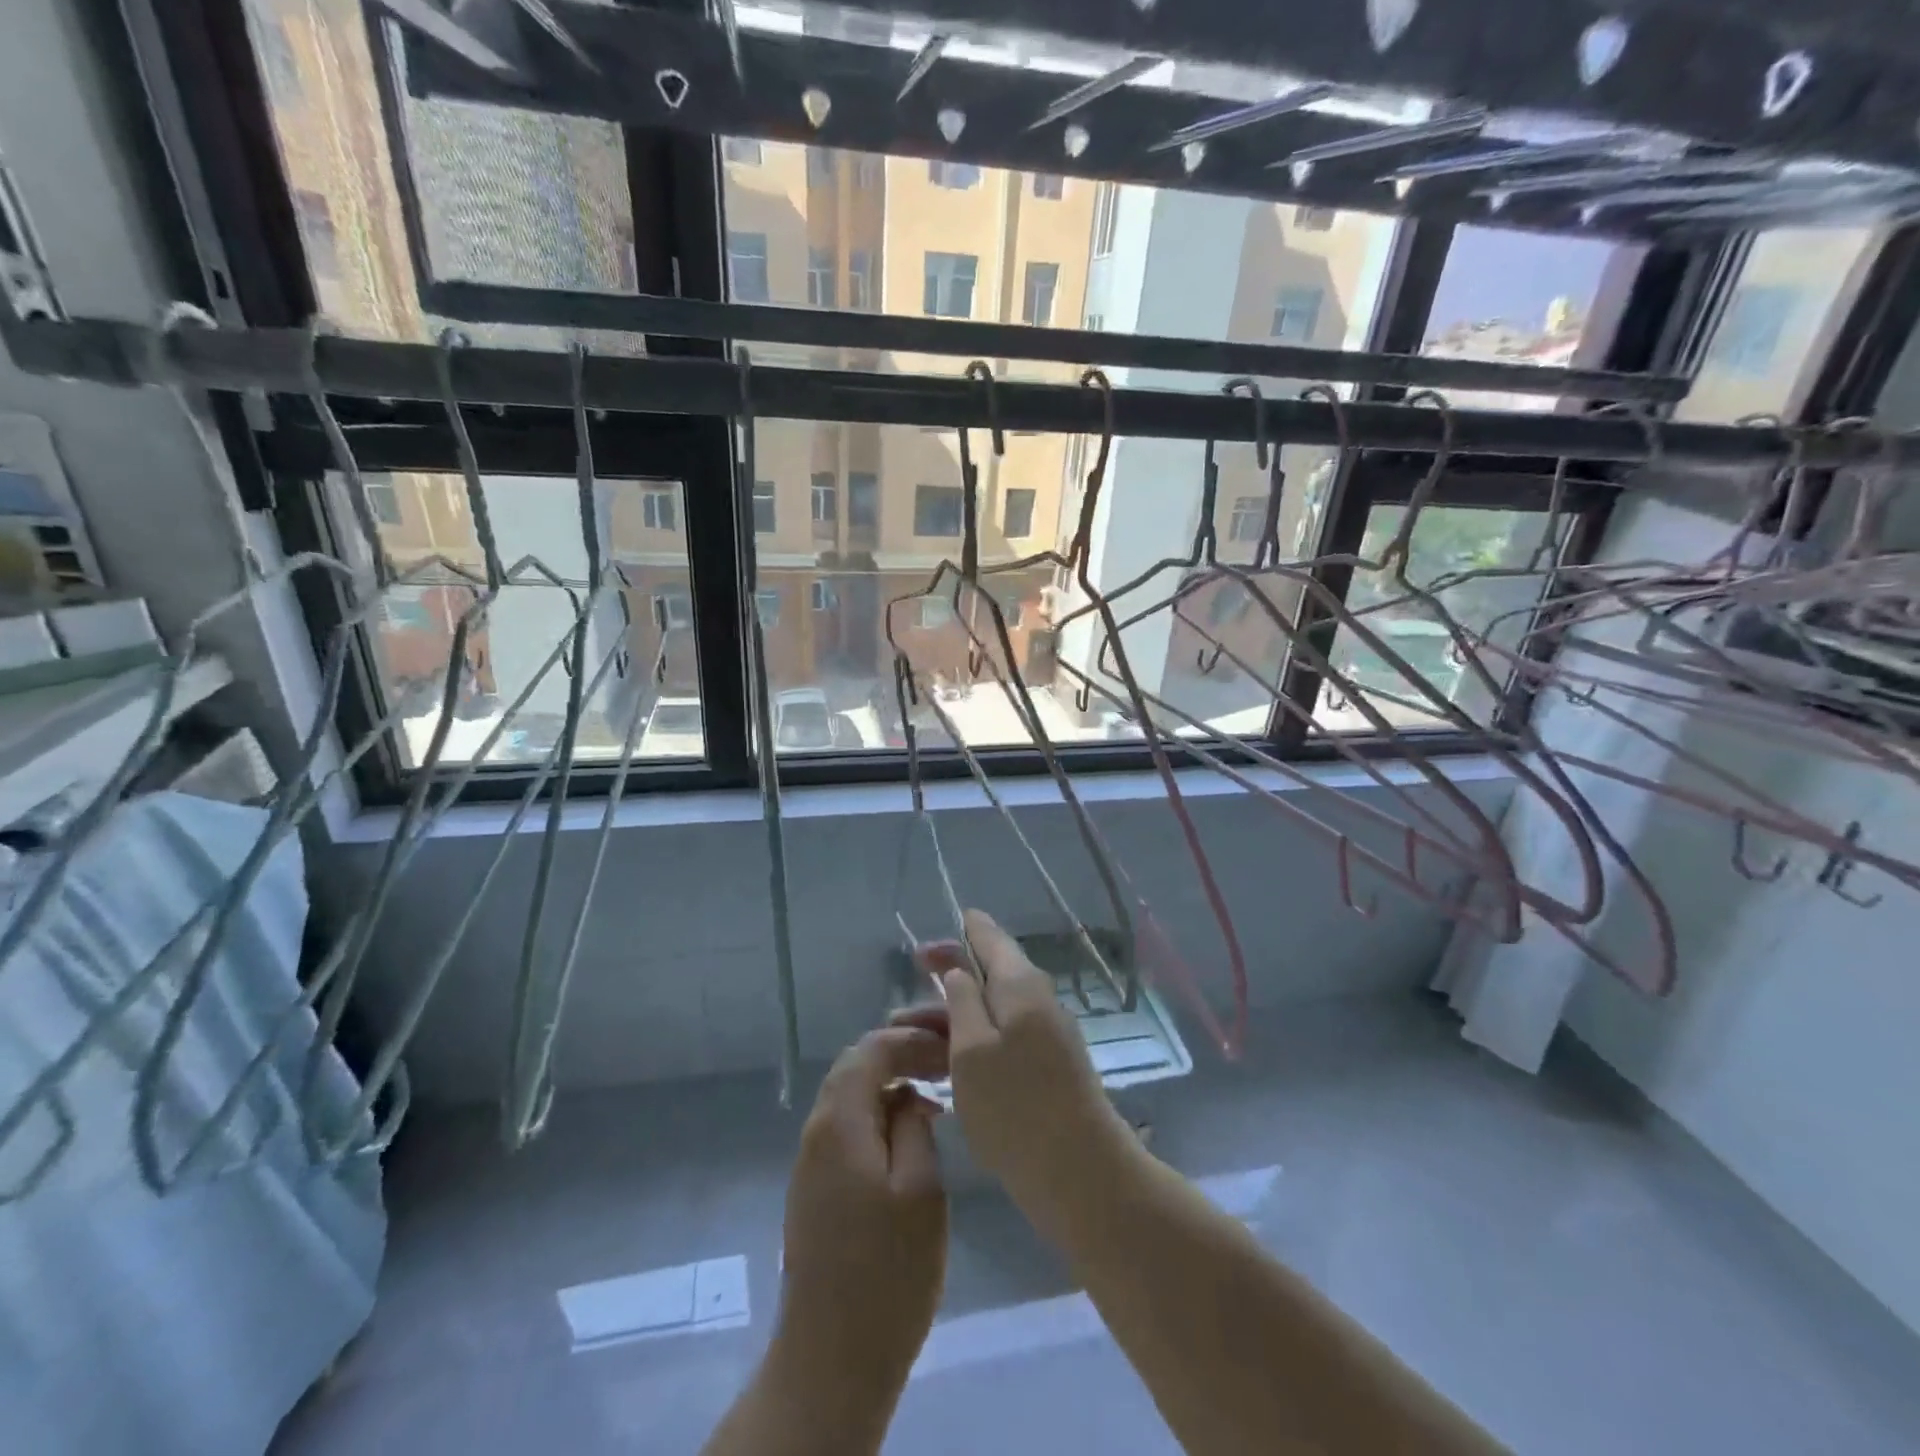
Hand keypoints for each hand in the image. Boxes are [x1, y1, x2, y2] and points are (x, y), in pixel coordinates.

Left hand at [773, 1020, 949, 1408]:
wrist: (832, 1359)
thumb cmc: (887, 1272)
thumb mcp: (920, 1189)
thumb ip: (914, 1126)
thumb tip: (908, 1098)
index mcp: (838, 1122)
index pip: (871, 1050)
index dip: (911, 1039)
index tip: (949, 1046)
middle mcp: (816, 1132)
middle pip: (855, 1068)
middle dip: (900, 1055)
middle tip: (944, 1063)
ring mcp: (811, 1163)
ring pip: (850, 1098)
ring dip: (889, 1085)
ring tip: (934, 1094)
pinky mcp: (816, 1191)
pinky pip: (848, 1129)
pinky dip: (879, 1115)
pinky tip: (910, 1136)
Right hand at [919, 910, 1131, 1228]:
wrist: (1080, 1172)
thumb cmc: (1015, 1105)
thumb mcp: (971, 1048)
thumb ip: (962, 1000)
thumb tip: (959, 969)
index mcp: (1021, 984)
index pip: (989, 937)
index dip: (958, 934)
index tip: (923, 947)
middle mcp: (1039, 999)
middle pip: (990, 975)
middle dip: (947, 984)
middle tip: (904, 1006)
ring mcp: (1048, 1033)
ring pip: (994, 1010)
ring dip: (955, 1018)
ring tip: (912, 1038)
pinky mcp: (1050, 1065)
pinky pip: (1005, 1036)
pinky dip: (974, 1040)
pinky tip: (949, 1063)